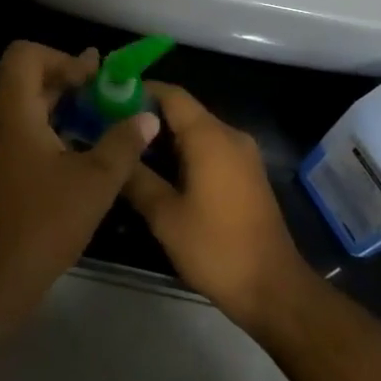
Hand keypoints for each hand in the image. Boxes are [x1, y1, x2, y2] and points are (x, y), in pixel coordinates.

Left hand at [0, 41, 158, 342]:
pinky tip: (74, 157)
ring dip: (58, 111)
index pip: (26, 54)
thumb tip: (147, 116)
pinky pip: (14, 135)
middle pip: (25, 81)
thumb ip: (123, 143)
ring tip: (97, 125)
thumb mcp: (94, 182)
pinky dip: (43, 133)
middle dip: (68, 84)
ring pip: (21, 110)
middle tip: (106, 96)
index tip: (94, 81)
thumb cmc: (42, 224)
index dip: (63, 58)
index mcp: (9, 110)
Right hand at [121, 84, 312, 328]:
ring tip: (127, 151)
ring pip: (196, 131)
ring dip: (164, 138)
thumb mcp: (165, 215)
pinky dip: (183, 152)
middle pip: (183, 111)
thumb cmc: (215, 248)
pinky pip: (209, 149)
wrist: (272, 288)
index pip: (171, 95)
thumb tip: (112, 151)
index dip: (139, 91)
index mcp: (210, 136)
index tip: (107, 99)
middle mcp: (230, 135)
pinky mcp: (246, 174)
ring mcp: (242, 155)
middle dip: (147, 116)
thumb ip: (136, 177)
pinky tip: (158, 172)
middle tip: (109, 129)